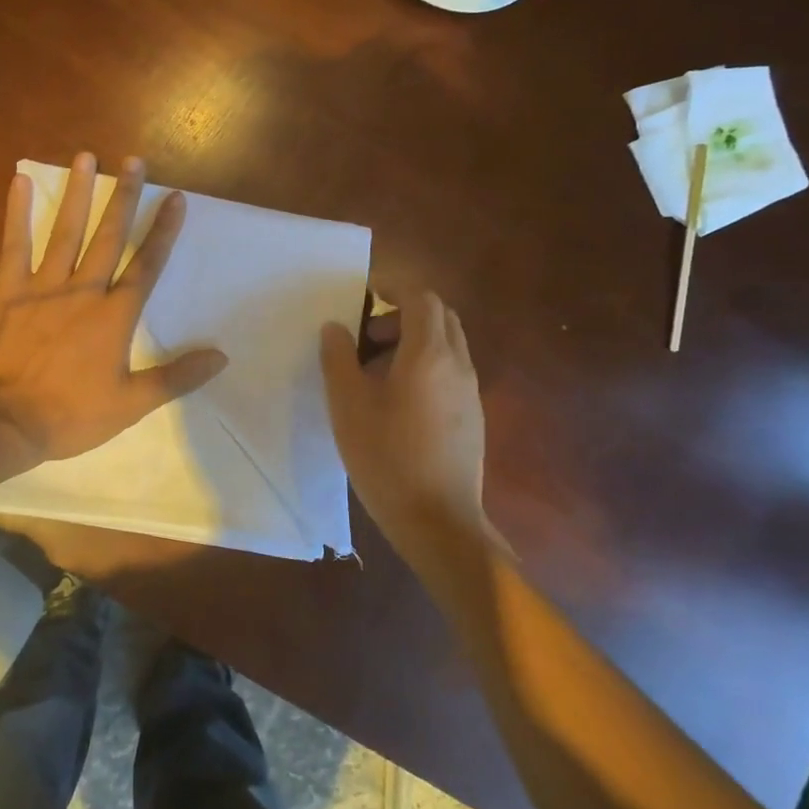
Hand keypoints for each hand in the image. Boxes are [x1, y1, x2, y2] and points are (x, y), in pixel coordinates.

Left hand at [0, 152, 228, 463]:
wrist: (3, 422)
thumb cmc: (70, 415)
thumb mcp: (131, 404)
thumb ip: (176, 377)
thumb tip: (221, 357)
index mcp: (115, 316)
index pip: (146, 265)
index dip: (163, 231)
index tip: (176, 198)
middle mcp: (83, 291)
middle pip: (109, 236)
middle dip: (124, 197)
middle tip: (134, 161)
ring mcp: (43, 288)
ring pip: (65, 232)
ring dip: (78, 193)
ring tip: (86, 157)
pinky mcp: (8, 292)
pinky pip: (14, 245)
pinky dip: (17, 213)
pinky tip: (19, 181)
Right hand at [320, 290, 491, 569]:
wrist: (438, 521)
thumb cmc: (387, 457)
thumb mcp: (347, 405)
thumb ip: (338, 358)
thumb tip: (336, 327)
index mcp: (429, 354)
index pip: (421, 297)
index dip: (394, 287)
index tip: (367, 293)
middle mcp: (458, 364)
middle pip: (440, 317)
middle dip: (404, 314)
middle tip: (368, 336)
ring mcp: (470, 392)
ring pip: (447, 345)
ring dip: (414, 341)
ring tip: (375, 371)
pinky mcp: (472, 417)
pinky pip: (450, 372)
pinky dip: (425, 366)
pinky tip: (397, 402)